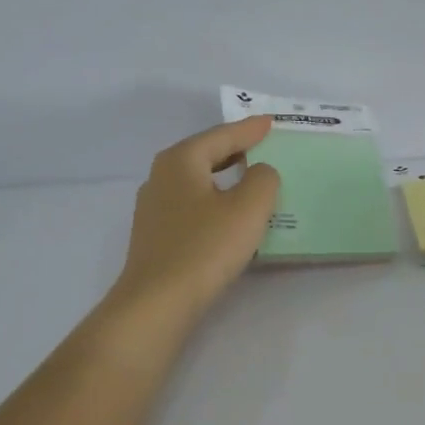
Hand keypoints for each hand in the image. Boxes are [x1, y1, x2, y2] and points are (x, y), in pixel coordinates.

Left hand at [110, 117, 279, 326]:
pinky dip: (215, 202)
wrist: (158, 302)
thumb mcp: (249, 208)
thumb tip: (259, 172)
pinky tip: (229, 217)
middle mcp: (161, 177)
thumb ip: (263, 179)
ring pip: (197, 182)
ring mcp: (154, 208)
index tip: (271, 122)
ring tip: (251, 180)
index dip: (249, 129)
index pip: (221, 135)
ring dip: (224, 178)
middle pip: (204, 154)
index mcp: (181, 160)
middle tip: (263, 146)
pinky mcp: (157, 236)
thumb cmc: (206, 247)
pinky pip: (193, 206)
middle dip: (234, 150)